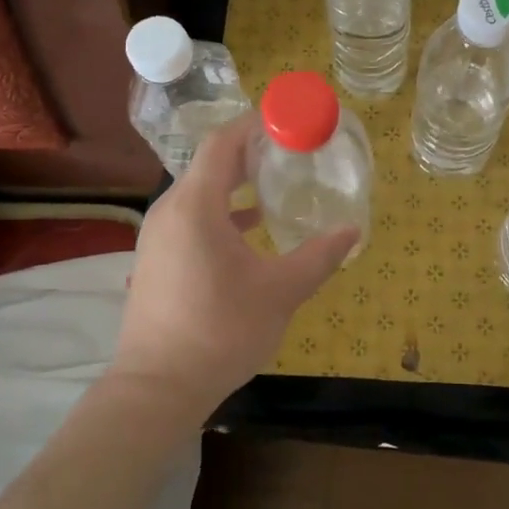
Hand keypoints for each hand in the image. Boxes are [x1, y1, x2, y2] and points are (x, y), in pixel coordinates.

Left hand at [110, 113, 357, 423]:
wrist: (156, 389)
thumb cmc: (220, 331)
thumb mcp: (280, 292)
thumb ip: (319, 257)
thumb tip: (353, 231)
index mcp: (196, 205)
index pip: (222, 143)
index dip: (253, 124)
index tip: (286, 119)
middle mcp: (170, 210)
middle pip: (210, 164)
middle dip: (249, 152)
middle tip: (289, 149)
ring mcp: (157, 236)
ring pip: (199, 192)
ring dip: (234, 183)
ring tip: (273, 184)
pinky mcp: (155, 259)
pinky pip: (190, 216)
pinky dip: (220, 211)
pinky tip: (249, 228)